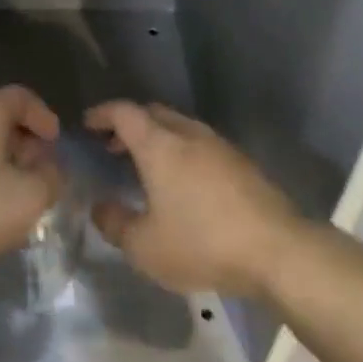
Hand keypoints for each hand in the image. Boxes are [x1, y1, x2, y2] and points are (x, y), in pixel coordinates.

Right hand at [85, 102, 308, 298]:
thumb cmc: (201, 243)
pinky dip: (181, 152)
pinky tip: (181, 183)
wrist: (275, 249)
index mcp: (161, 146)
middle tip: (112, 148)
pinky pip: (201, 145)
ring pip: (181, 127)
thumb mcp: (144, 246)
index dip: (102, 114)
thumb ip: (114, 223)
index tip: (87, 125)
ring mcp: (221, 146)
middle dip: (129, 124)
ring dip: (158, 139)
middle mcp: (191, 135)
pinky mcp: (242, 163)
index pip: (125, 112)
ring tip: (144, 168)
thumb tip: (100, 206)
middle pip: (155, 113)